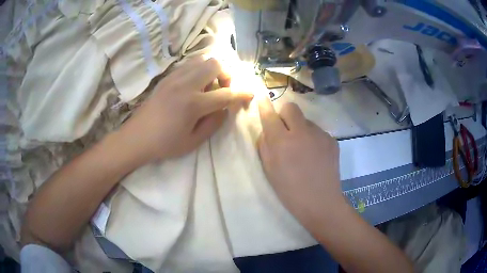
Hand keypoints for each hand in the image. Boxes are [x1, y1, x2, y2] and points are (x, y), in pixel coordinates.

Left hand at [117, 58, 252, 164]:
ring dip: (212, 70)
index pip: (225, 94)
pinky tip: (195, 84)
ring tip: (209, 86)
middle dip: (226, 75)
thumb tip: (225, 108)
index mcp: (193, 104)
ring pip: (202, 60)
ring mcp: (174, 78)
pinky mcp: (167, 77)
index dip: (241, 94)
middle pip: (215, 64)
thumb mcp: (193, 142)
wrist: (136, 137)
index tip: (250, 94)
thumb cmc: (165, 144)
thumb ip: (214, 123)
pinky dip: (198, 69)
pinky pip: (189, 64)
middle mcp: (185, 85)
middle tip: (224, 89)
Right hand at [257, 98, 344, 228]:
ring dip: (300, 129)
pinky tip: (315, 155)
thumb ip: (265, 146)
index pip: (270, 115)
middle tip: (285, 130)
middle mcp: (302, 132)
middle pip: (291, 108)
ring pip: (306, 121)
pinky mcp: (332, 140)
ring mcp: (320, 135)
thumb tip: (267, 130)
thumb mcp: (269, 170)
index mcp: (282, 142)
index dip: (264, 105)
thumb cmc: (290, 191)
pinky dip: (313, 138)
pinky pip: (317, 132)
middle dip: (284, 114)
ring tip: (303, 150)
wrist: (321, 202)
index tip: (262, 98)